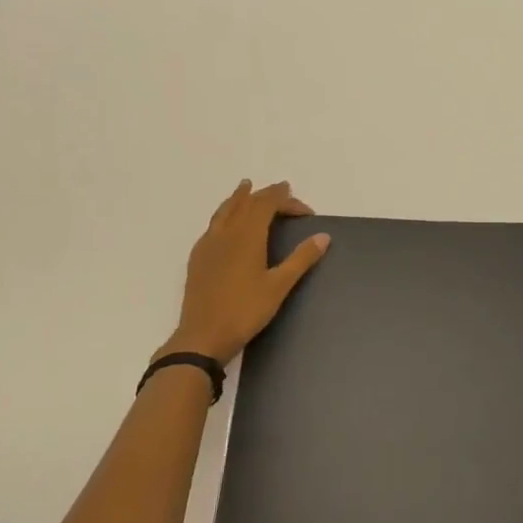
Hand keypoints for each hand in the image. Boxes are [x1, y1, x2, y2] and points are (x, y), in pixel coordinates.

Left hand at [161, 180, 329, 365]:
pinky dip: (224, 213)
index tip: (306, 211)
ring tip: (246, 186)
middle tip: (283, 191)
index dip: (286, 200)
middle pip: (246, 203)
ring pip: (225, 210)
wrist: (202, 336)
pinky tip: (225, 223)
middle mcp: (226, 232)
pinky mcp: (198, 257)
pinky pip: (213, 224)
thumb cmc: (245, 311)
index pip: (267, 204)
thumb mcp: (279, 286)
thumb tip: (323, 236)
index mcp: (247, 235)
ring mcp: (208, 244)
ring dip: (239, 197)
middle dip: (266, 195)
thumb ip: (301, 259)